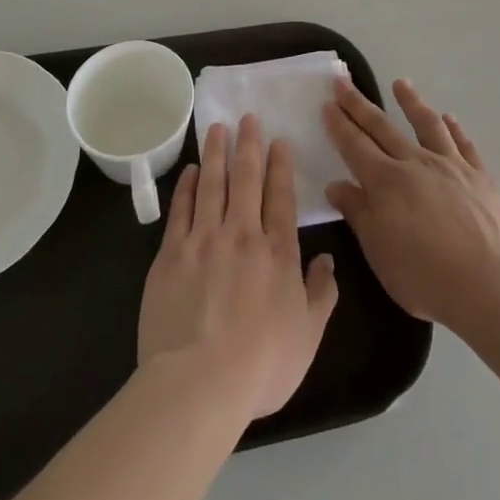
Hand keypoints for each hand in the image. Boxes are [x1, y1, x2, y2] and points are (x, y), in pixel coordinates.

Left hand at [138, 115, 339, 423]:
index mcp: (277, 251)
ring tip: (218, 128)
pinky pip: (181, 210)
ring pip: (212, 184)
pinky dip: (187, 186)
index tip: (278, 140)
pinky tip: (192, 171)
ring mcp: (203, 240)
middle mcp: (242, 234)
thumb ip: (321, 293)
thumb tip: (328, 260)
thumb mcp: (308, 335)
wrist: (198, 383)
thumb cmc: (261, 364)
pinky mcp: (171, 254)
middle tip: (247, 117)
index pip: (280, 196)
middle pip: (246, 179)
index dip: (280, 165)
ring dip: (217, 153)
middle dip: (248, 145)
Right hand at [323, 78, 499, 329]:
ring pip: (426, 124)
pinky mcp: (479, 175)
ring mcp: (450, 165)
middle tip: (343, 81)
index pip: (355, 145)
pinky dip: (454, 128)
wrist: (487, 284)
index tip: (327, 103)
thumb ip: (358, 213)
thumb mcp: (378, 253)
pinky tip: (449, 117)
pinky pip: (463, 143)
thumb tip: (336, 185)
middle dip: (359, 104)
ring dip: (411, 102)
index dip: (339, 124)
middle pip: (382, 127)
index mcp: (385, 182)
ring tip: (400, 83)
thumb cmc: (424, 276)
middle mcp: (415, 163)